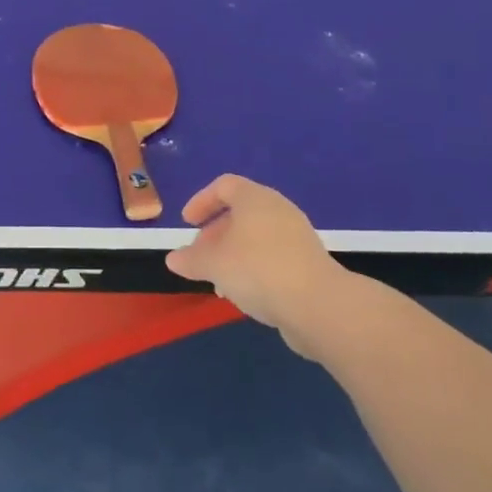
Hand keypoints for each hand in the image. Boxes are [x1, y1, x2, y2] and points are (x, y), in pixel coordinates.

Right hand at [165, 175, 346, 355]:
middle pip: (240, 213)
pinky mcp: (308, 263)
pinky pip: (272, 257)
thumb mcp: (214, 264)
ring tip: (219, 281)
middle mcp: (277, 209)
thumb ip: (191, 260)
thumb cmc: (258, 270)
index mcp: (254, 198)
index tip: (187, 223)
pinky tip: (245, 294)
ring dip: (233, 255)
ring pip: (256, 238)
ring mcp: (296, 236)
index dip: (201, 201)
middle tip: (199, 256)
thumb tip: (173, 259)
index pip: (224, 186)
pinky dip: (253, 268)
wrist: (318, 305)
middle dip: (215, 234)